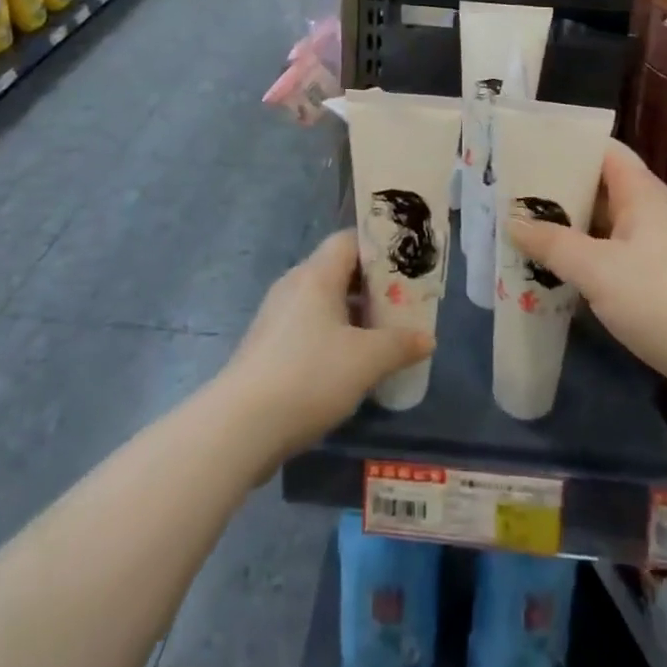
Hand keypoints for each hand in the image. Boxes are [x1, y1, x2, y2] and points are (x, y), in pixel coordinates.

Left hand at [219, 230, 432, 460]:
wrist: (240, 427)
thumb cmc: (309, 376)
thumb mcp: (366, 360)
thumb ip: (400, 344)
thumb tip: (427, 338)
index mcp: (317, 275)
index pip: (349, 240)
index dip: (379, 249)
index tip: (405, 268)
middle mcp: (294, 285)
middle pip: (337, 270)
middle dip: (370, 287)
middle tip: (400, 306)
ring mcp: (276, 316)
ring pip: (322, 302)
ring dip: (351, 315)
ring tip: (380, 338)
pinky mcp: (266, 346)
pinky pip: (307, 327)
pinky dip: (331, 336)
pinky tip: (348, 366)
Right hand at [507, 140, 666, 393]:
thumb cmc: (658, 298)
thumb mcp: (595, 268)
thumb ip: (551, 243)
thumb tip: (513, 222)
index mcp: (643, 193)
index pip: (605, 150)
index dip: (568, 147)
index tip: (529, 151)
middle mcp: (653, 212)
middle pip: (602, 187)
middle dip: (561, 192)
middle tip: (516, 196)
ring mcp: (660, 248)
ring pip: (606, 226)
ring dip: (571, 229)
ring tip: (526, 232)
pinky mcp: (661, 282)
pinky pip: (615, 257)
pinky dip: (587, 259)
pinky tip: (558, 273)